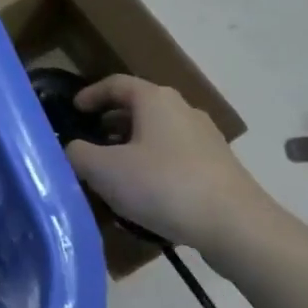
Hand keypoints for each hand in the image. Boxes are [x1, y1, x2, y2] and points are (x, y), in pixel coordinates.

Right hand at [65, 75, 278, 255]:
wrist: (235, 224)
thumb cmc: (164, 185)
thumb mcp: (106, 171)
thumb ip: (78, 154)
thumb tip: (72, 148)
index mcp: (155, 100)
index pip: (116, 83)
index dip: (91, 94)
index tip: (74, 109)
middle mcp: (183, 109)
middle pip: (139, 107)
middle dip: (111, 123)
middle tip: (90, 143)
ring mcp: (205, 137)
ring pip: (158, 132)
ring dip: (132, 146)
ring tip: (114, 172)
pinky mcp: (218, 165)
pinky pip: (175, 155)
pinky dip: (154, 163)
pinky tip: (146, 193)